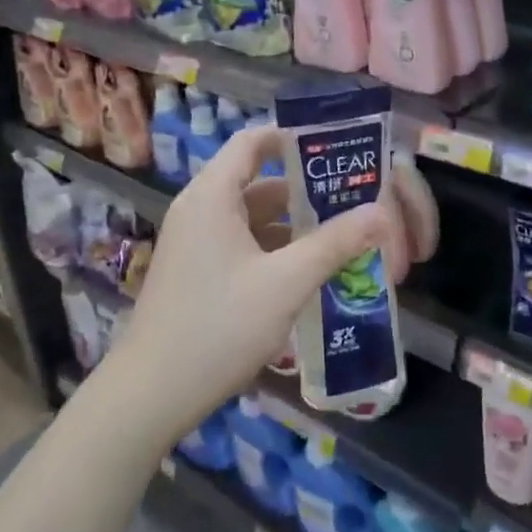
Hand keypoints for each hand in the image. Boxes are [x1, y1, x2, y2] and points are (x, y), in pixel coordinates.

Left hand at [115, 125, 436, 441]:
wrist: (151, 395)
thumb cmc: (218, 326)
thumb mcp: (285, 283)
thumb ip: (334, 244)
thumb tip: (381, 213)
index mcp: (212, 196)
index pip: (253, 141)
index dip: (293, 137)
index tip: (336, 146)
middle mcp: (200, 209)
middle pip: (258, 181)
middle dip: (307, 189)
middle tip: (355, 196)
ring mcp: (196, 243)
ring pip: (253, 217)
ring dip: (294, 224)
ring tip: (343, 233)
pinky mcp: (198, 272)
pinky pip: (243, 244)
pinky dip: (276, 249)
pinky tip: (310, 269)